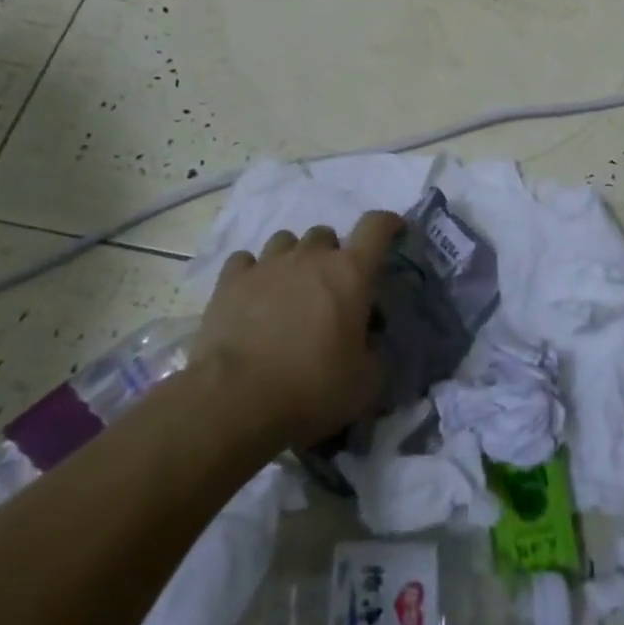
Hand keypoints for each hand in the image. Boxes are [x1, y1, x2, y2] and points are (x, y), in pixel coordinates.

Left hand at [195, 211, 401, 448]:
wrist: (236, 400)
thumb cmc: (312, 388)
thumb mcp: (366, 382)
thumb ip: (375, 351)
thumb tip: (368, 339)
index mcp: (350, 273)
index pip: (376, 227)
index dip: (388, 224)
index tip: (393, 231)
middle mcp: (309, 257)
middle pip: (326, 234)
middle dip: (332, 254)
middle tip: (331, 289)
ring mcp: (266, 265)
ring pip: (285, 241)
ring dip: (294, 258)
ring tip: (290, 289)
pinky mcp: (230, 281)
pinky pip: (245, 261)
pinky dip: (254, 273)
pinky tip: (253, 295)